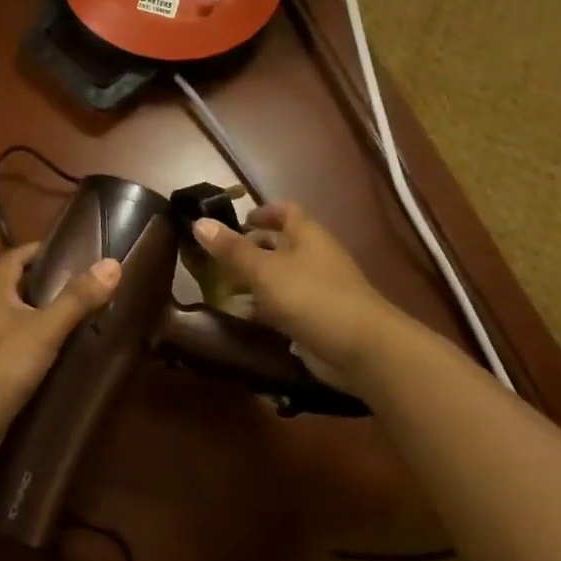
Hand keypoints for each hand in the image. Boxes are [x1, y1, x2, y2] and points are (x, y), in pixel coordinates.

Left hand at [0, 244, 120, 461]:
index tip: (75, 251)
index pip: (16, 255)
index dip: (42, 250)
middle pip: (15, 284)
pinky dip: (32, 339)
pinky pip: (10, 340)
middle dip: (46, 281)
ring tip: (76, 316)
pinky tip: (54, 351)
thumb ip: (77, 299)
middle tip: (84, 285)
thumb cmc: (1, 367)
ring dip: (40, 312)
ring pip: (13, 314)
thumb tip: (112, 264)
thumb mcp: (45, 330)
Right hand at [192, 202, 401, 377]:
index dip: (262, 211)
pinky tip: (241, 317)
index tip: (237, 220)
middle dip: (250, 249)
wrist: (361, 349)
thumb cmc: (311, 297)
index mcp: (307, 235)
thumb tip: (199, 222)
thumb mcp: (264, 270)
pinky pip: (284, 306)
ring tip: (221, 288)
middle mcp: (314, 257)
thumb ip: (232, 249)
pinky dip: (264, 308)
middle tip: (218, 258)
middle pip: (280, 244)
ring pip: (280, 277)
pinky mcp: (316, 318)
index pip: (285, 211)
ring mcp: (317, 289)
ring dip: (254, 281)